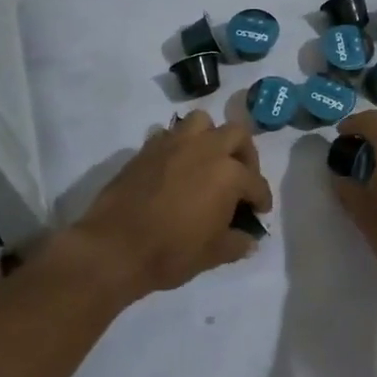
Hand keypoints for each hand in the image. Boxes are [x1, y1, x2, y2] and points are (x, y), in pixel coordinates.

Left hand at [71, 112, 272, 301]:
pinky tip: (176, 167)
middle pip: (236, 135)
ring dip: (210, 137)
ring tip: (208, 161)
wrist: (115, 248)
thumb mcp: (214, 254)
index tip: (259, 211)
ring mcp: (174, 144)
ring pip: (202, 122)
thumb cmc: (171, 252)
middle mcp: (206, 149)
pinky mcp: (147, 148)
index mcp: (229, 174)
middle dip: (244, 154)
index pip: (256, 183)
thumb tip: (248, 239)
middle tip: (240, 177)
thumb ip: (237, 242)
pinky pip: (169, 134)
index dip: (262, 199)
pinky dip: (179, 145)